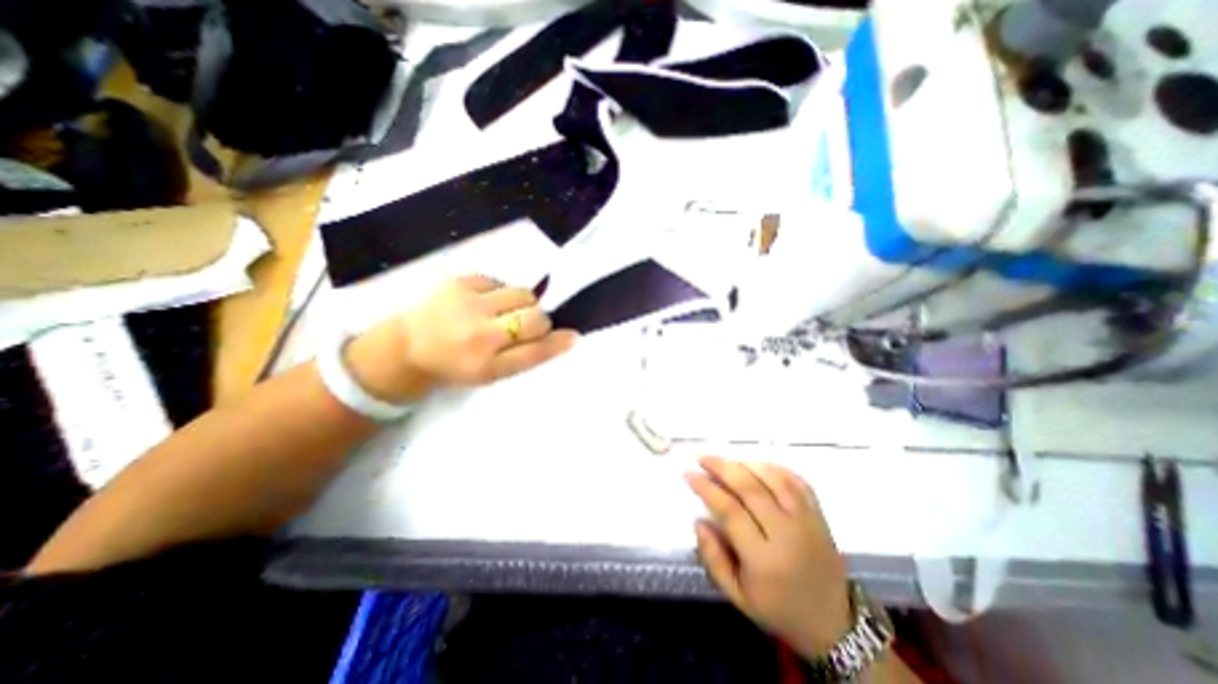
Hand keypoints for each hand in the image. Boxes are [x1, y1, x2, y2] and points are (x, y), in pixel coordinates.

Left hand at [347, 271, 579, 400]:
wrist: (407, 347)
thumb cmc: (457, 365)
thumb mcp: (492, 373)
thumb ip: (529, 355)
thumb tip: (568, 335)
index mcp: (486, 365)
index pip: (535, 351)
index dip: (557, 343)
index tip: (573, 336)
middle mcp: (479, 334)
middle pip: (535, 317)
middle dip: (539, 321)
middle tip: (524, 326)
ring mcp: (468, 303)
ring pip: (523, 294)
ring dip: (523, 304)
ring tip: (504, 313)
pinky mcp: (458, 281)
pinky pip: (500, 281)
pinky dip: (501, 292)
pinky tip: (485, 303)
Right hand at [688, 456, 847, 659]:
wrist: (834, 623)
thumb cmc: (778, 608)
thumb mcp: (737, 596)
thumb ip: (713, 558)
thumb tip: (699, 521)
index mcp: (764, 560)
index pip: (730, 511)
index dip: (707, 488)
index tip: (689, 474)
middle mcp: (787, 534)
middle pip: (750, 488)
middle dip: (722, 467)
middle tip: (702, 457)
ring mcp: (807, 520)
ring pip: (773, 478)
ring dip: (745, 463)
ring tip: (725, 460)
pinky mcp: (819, 514)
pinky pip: (796, 480)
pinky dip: (773, 467)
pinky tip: (755, 464)